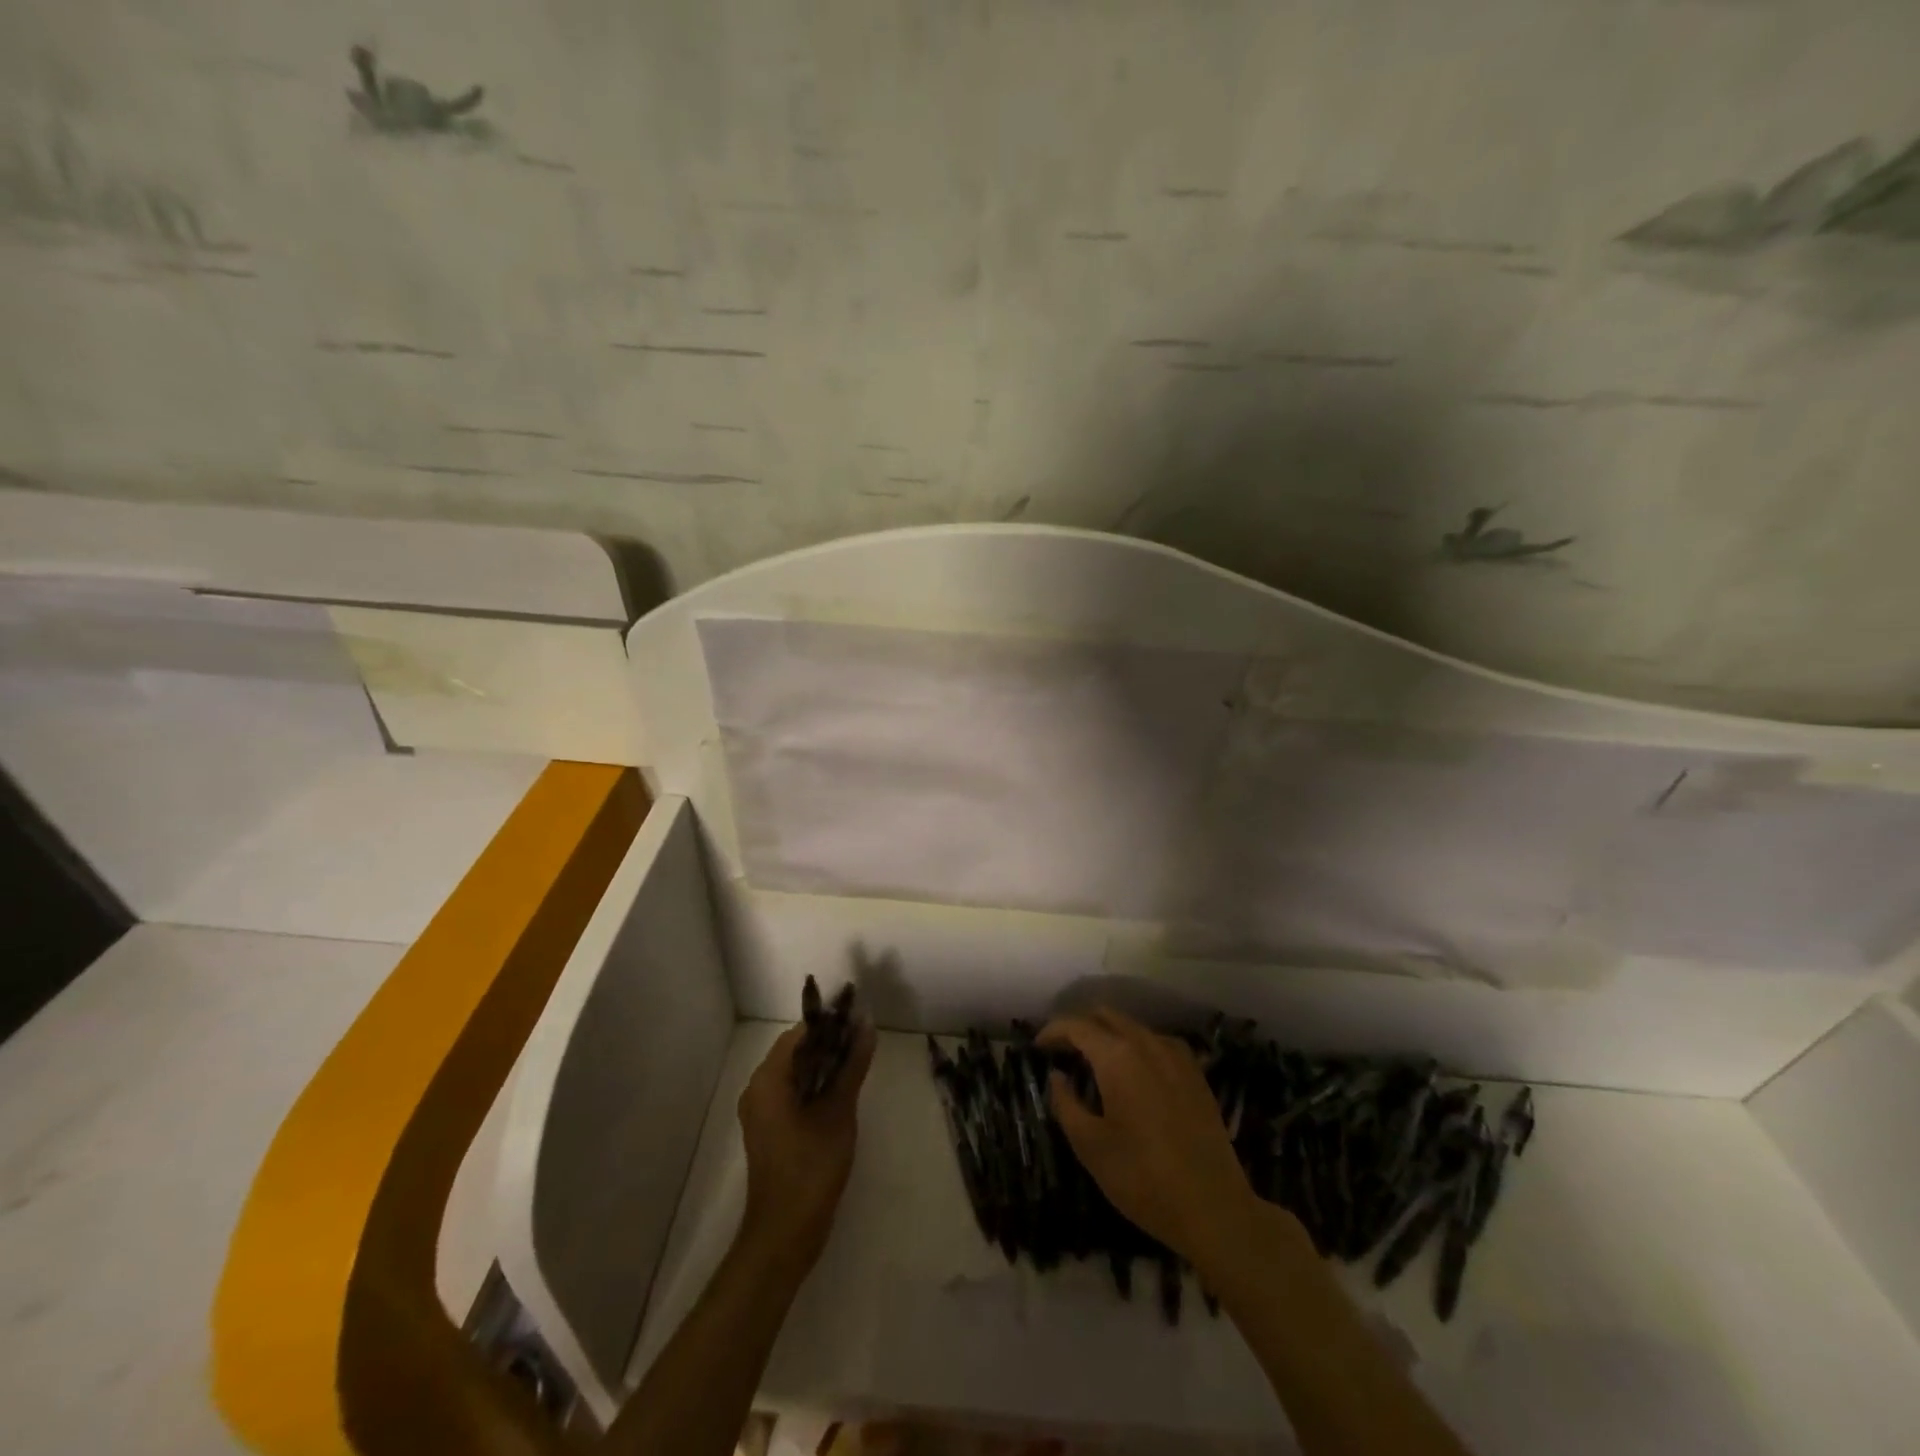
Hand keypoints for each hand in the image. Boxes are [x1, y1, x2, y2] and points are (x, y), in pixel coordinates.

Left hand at [736, 1019, 876, 1273]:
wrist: (785, 1234)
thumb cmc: (811, 1167)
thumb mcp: (838, 1111)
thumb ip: (852, 1065)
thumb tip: (867, 1024)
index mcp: (767, 1079)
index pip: (799, 1034)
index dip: (830, 1024)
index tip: (859, 1021)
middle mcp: (757, 1089)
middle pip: (796, 1051)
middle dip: (829, 1044)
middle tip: (863, 1043)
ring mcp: (761, 1111)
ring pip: (796, 1073)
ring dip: (825, 1065)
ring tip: (857, 1064)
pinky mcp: (770, 1130)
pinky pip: (793, 1093)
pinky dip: (815, 1086)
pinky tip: (841, 1092)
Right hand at [1040, 1007, 1263, 1266]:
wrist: (1214, 1208)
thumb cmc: (1142, 1178)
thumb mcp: (1090, 1146)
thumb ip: (1066, 1103)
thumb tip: (1057, 1076)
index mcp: (1117, 1057)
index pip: (1077, 1026)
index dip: (1053, 1031)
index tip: (1038, 1046)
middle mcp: (1147, 1044)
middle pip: (1107, 1016)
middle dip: (1081, 1027)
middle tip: (1063, 1052)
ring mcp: (1176, 1056)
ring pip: (1134, 1027)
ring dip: (1110, 1035)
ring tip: (1096, 1062)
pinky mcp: (1196, 1074)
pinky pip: (1158, 1043)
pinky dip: (1137, 1047)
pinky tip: (1135, 1073)